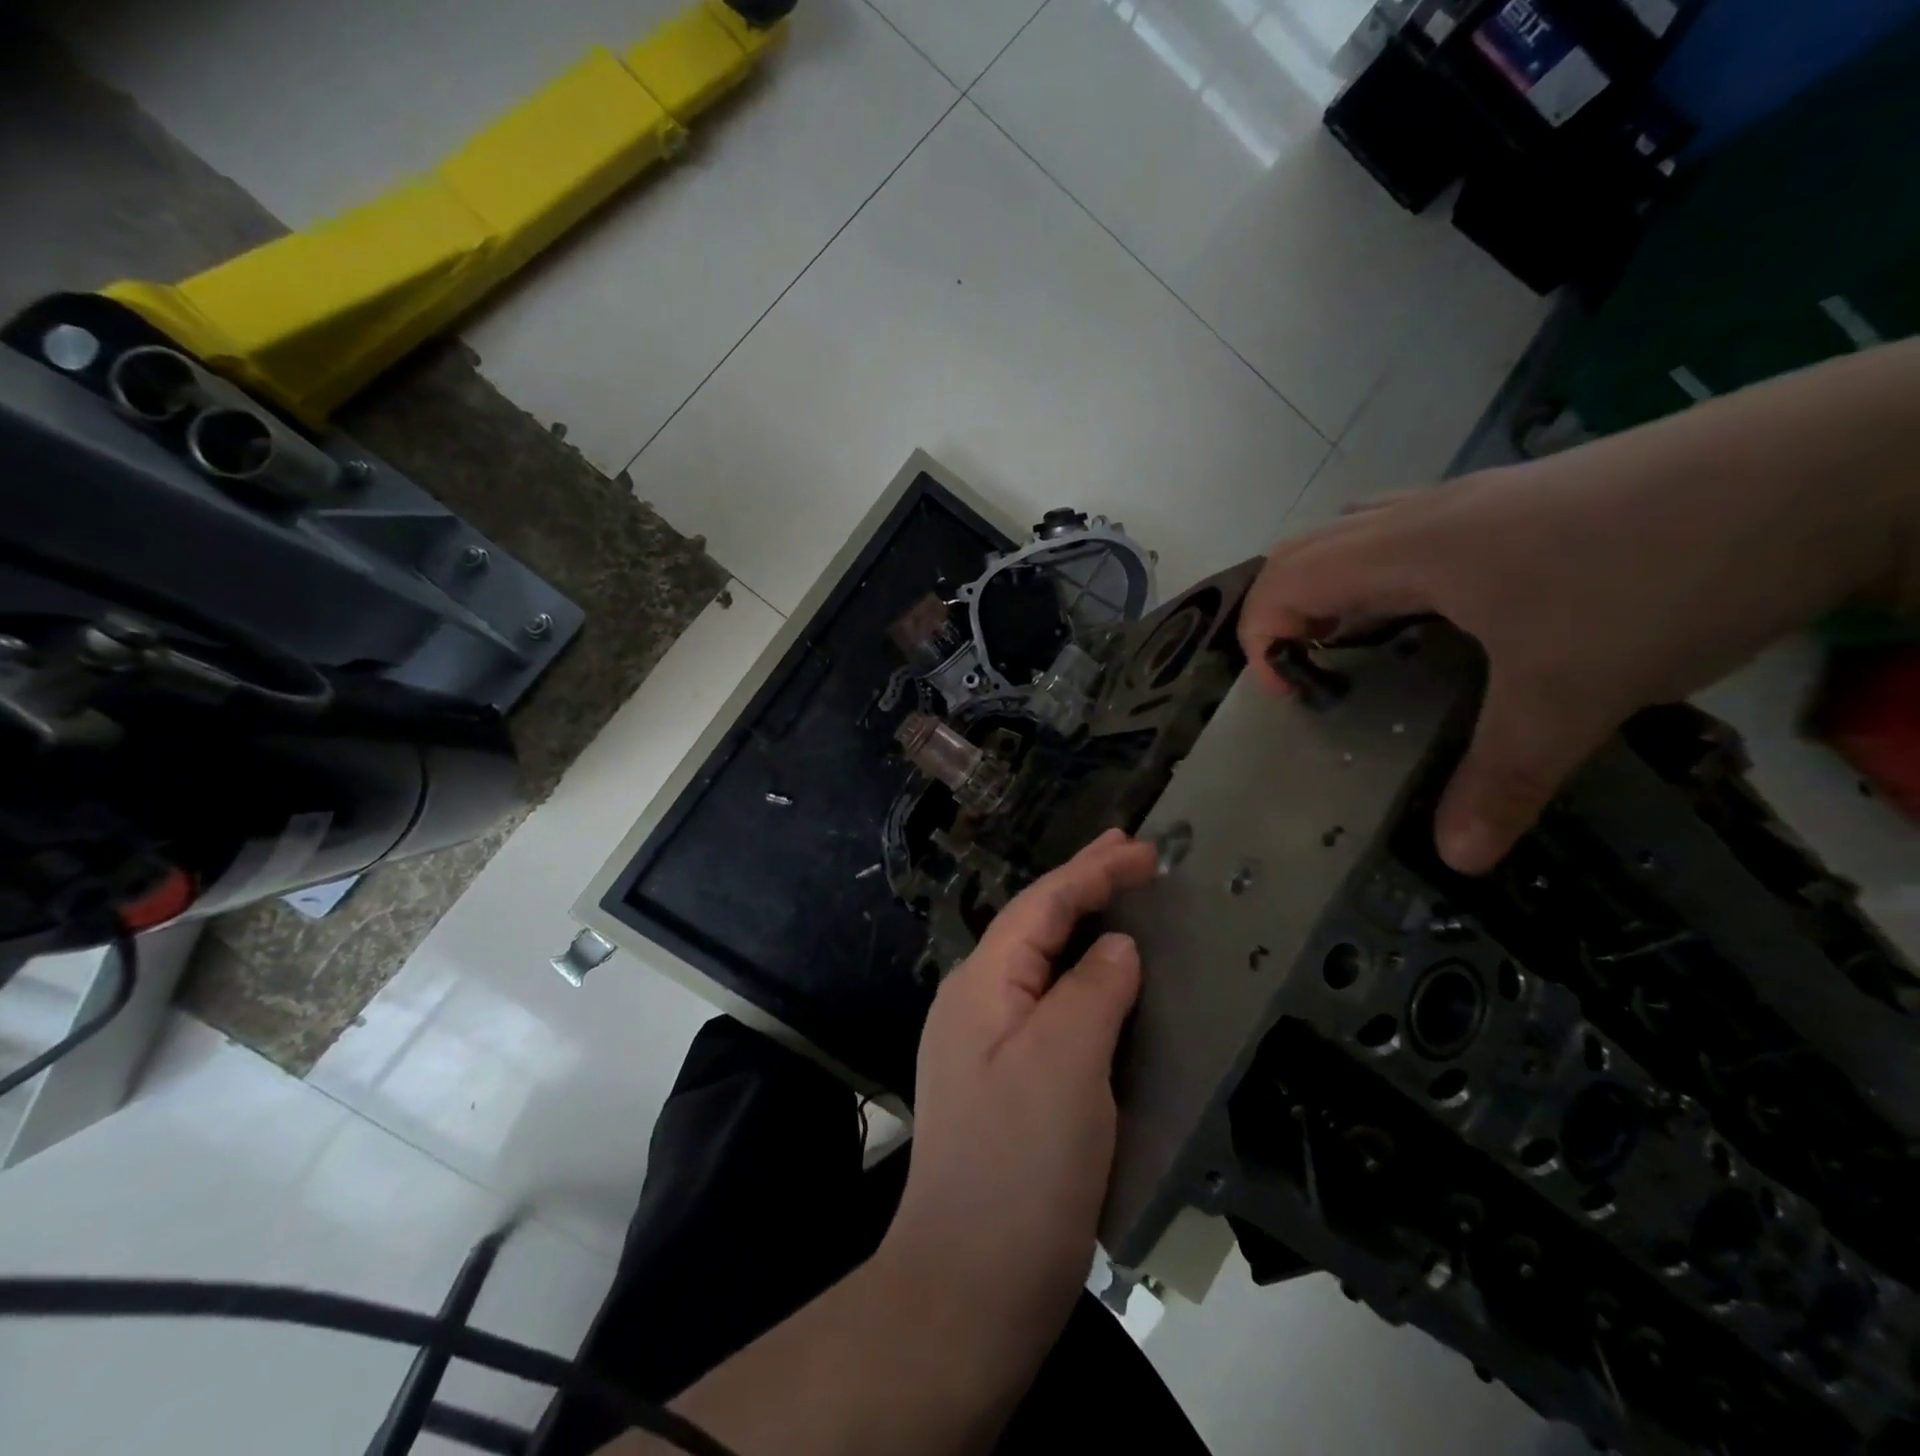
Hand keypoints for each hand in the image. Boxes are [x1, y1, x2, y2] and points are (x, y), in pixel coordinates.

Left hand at [877, 829, 1156, 1381]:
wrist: (969, 1286)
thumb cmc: (1018, 1166)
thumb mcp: (1063, 1063)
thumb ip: (1091, 990)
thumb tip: (1116, 947)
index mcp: (982, 984)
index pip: (1041, 905)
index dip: (1092, 870)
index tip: (1144, 847)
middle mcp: (976, 1002)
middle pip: (1035, 925)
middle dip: (1083, 885)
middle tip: (1132, 854)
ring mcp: (987, 1044)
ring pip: (1041, 965)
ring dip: (1082, 928)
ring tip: (1124, 901)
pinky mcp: (1006, 1082)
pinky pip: (1049, 1007)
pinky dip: (1081, 980)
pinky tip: (1105, 985)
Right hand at [1238, 374, 1914, 874]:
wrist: (1835, 466)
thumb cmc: (1660, 574)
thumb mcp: (1573, 693)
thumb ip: (1503, 777)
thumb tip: (1457, 857)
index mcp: (1409, 548)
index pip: (1285, 578)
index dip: (1263, 638)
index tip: (1292, 697)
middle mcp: (1427, 515)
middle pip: (1309, 548)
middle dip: (1287, 614)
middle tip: (1314, 677)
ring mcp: (1479, 501)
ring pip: (1362, 534)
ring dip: (1337, 590)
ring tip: (1361, 650)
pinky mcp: (1525, 503)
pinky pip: (1417, 535)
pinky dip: (1392, 576)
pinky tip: (1444, 621)